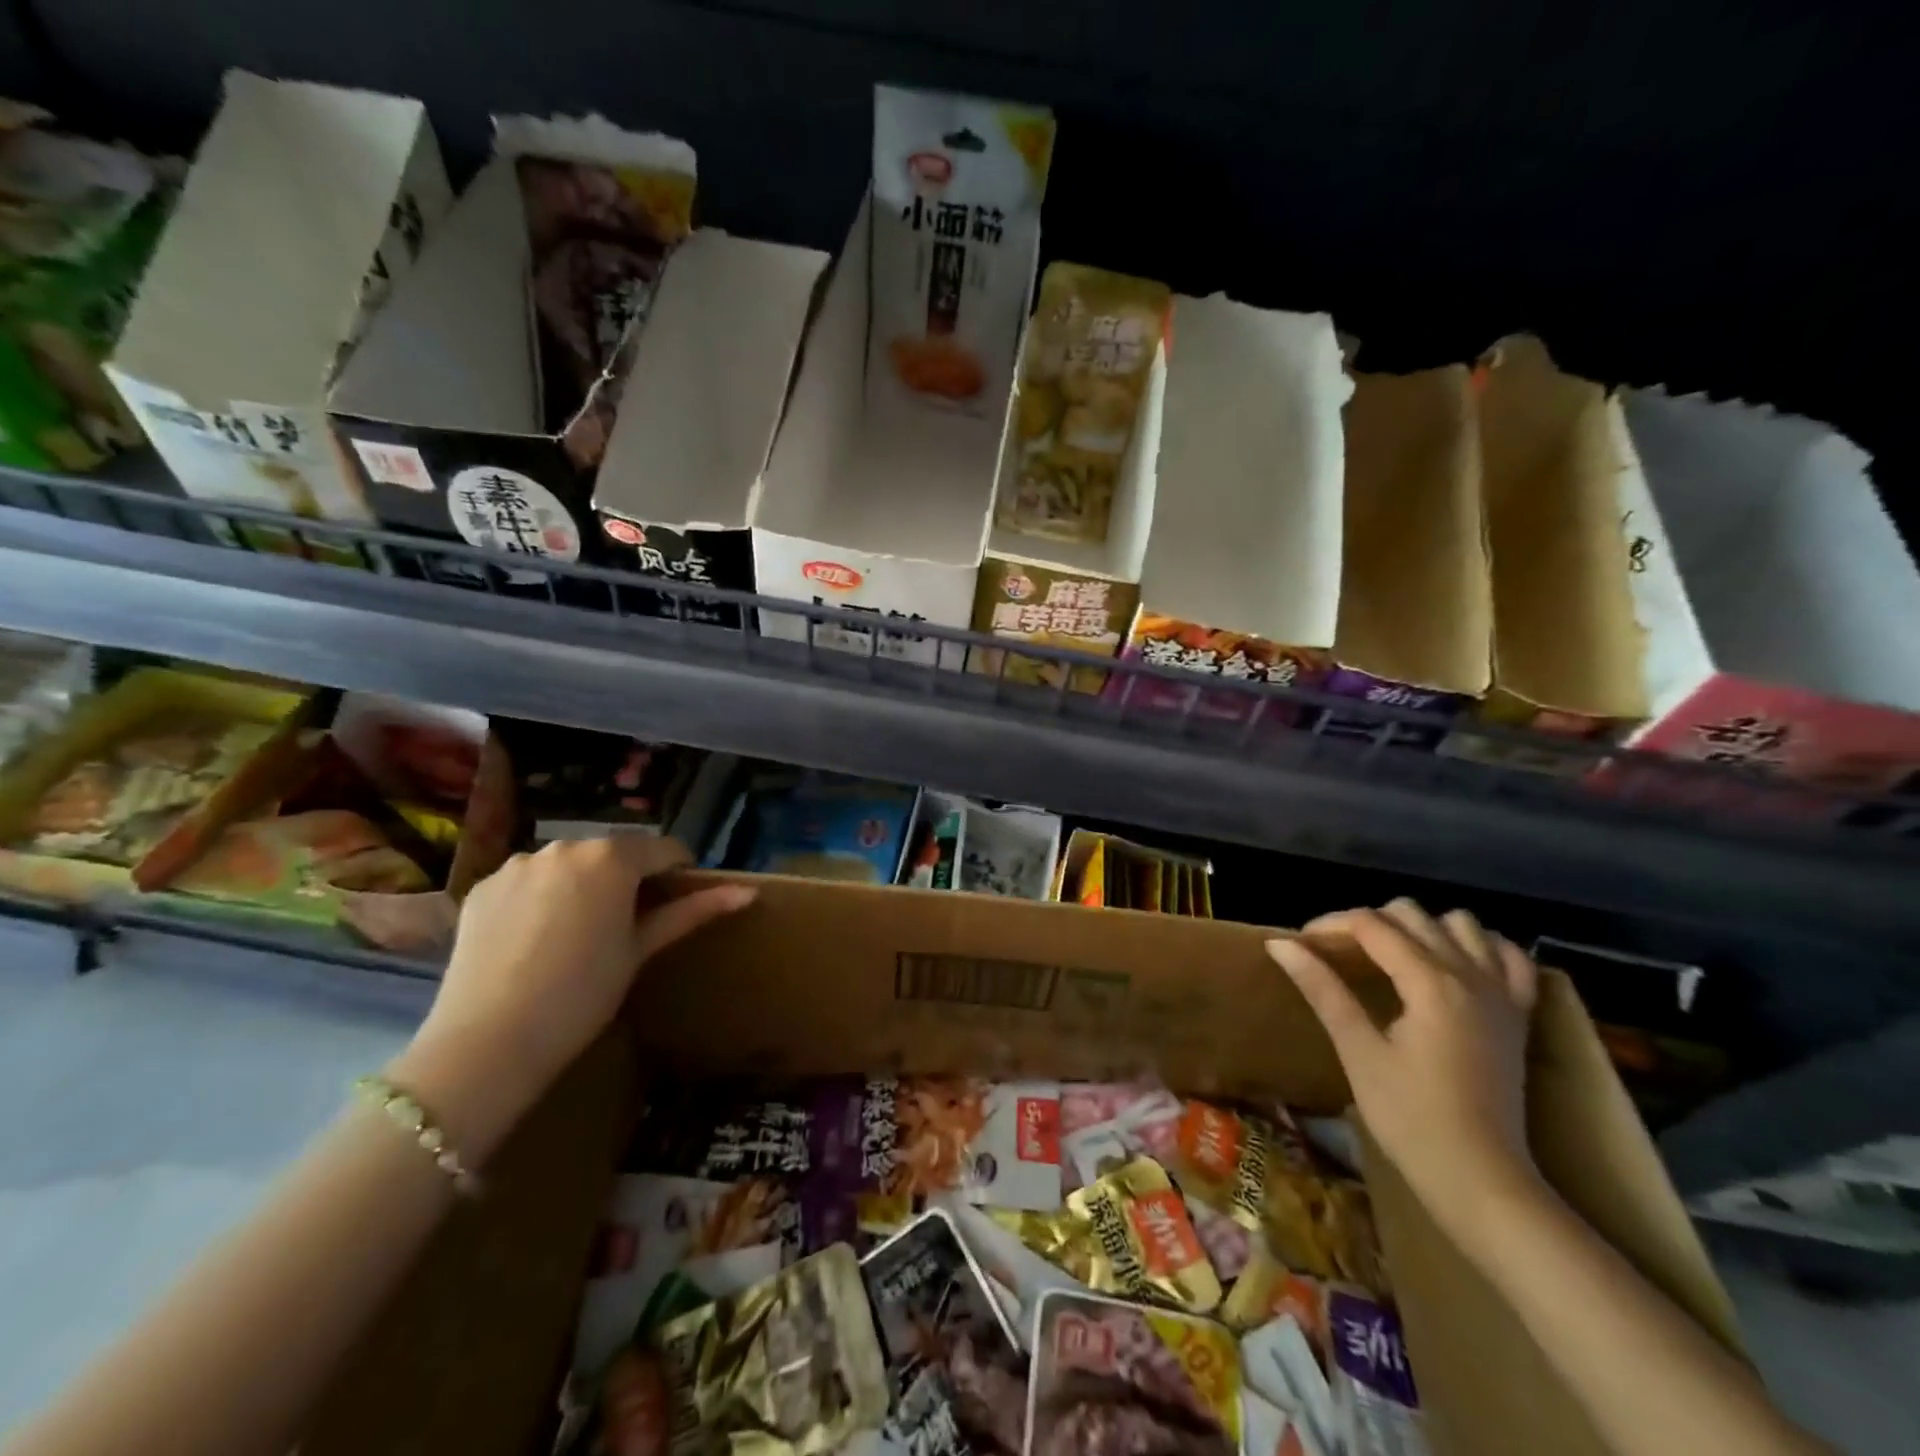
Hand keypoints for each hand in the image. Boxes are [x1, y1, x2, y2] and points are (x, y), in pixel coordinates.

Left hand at [388, 837, 754, 1159]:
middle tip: (629, 924)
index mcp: (612, 857)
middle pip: (614, 853)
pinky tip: (535, 939)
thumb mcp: (641, 950)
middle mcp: (565, 846)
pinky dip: (541, 898)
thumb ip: (692, 912)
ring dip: (584, 884)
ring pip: (569, 865)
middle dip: (628, 878)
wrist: (488, 1042)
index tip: (680, 901)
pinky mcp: (483, 887)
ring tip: (578, 933)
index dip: (678, 872)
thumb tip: (749, 892)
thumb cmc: (583, 994)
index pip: (663, 849)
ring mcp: (519, 864)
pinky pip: (529, 881)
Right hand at [1266, 899, 1541, 1232]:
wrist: (1482, 1182)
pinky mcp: (1519, 1015)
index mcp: (1431, 983)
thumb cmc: (1410, 1118)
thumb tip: (1280, 944)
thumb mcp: (1358, 1051)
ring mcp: (1502, 993)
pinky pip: (1508, 956)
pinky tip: (1452, 963)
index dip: (1330, 925)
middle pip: (1412, 915)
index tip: (1301, 944)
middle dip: (1368, 923)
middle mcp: (1471, 975)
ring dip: (1421, 928)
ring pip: (1462, 925)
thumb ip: (1322, 989)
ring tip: (1391, 955)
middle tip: (1337, 953)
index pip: (1372, 925)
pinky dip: (1478, 946)